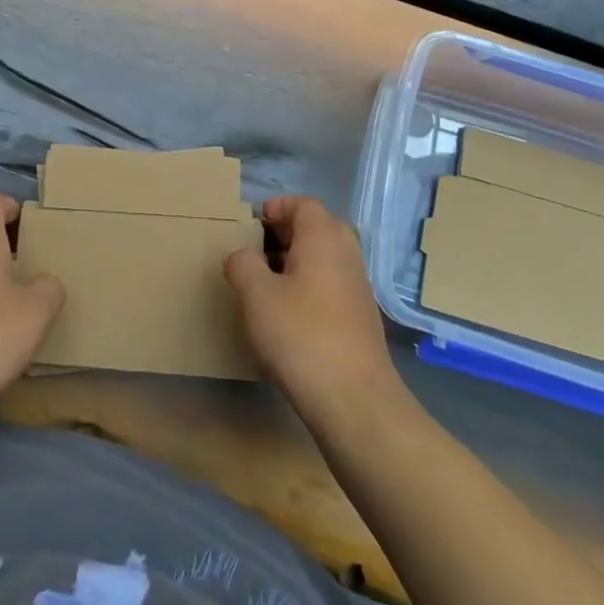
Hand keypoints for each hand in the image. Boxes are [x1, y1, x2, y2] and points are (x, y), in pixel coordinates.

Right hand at [225, 196, 397, 418]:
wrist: (355, 400)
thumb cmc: (301, 334)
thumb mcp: (256, 294)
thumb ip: (242, 264)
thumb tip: (242, 255)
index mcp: (323, 236)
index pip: (302, 204)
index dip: (276, 208)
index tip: (252, 224)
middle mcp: (346, 253)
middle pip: (316, 227)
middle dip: (286, 234)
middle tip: (257, 251)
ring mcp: (358, 286)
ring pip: (324, 257)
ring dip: (297, 262)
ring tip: (267, 285)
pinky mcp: (361, 317)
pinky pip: (331, 284)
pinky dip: (310, 286)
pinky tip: (289, 315)